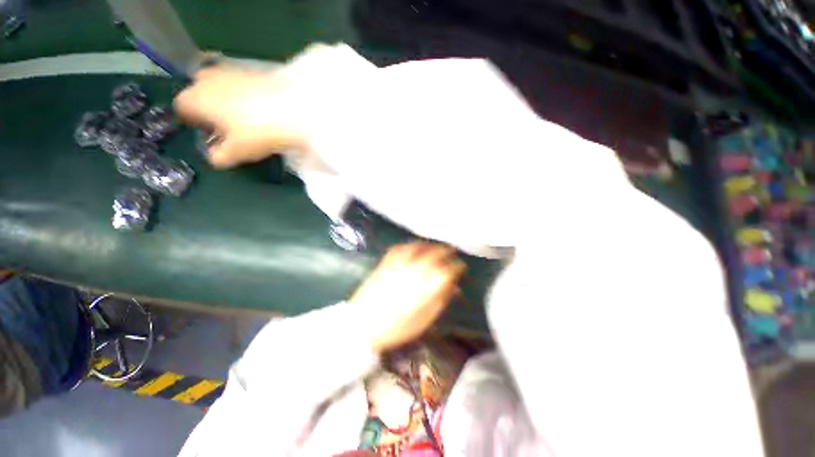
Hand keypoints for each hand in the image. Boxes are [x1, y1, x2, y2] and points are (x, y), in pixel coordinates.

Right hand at [173, 66, 306, 167]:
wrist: (292, 109)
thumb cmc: (257, 132)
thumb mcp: (237, 151)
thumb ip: (219, 156)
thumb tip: (214, 158)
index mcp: (195, 98)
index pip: (182, 108)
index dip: (193, 123)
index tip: (209, 134)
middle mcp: (206, 79)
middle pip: (199, 93)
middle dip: (208, 109)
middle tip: (227, 127)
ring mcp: (229, 71)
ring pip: (219, 86)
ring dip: (226, 101)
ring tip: (245, 119)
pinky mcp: (252, 70)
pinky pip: (239, 84)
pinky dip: (243, 95)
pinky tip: (259, 109)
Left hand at [350, 243, 465, 353]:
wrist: (362, 324)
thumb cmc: (397, 328)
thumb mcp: (425, 320)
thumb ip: (441, 300)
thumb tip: (455, 287)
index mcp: (427, 286)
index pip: (448, 270)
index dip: (458, 267)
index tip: (461, 267)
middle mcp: (415, 270)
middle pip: (435, 254)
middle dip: (446, 251)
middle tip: (452, 252)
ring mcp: (399, 264)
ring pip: (419, 247)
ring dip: (431, 245)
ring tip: (436, 246)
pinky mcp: (386, 262)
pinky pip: (401, 247)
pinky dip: (411, 244)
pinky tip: (415, 246)